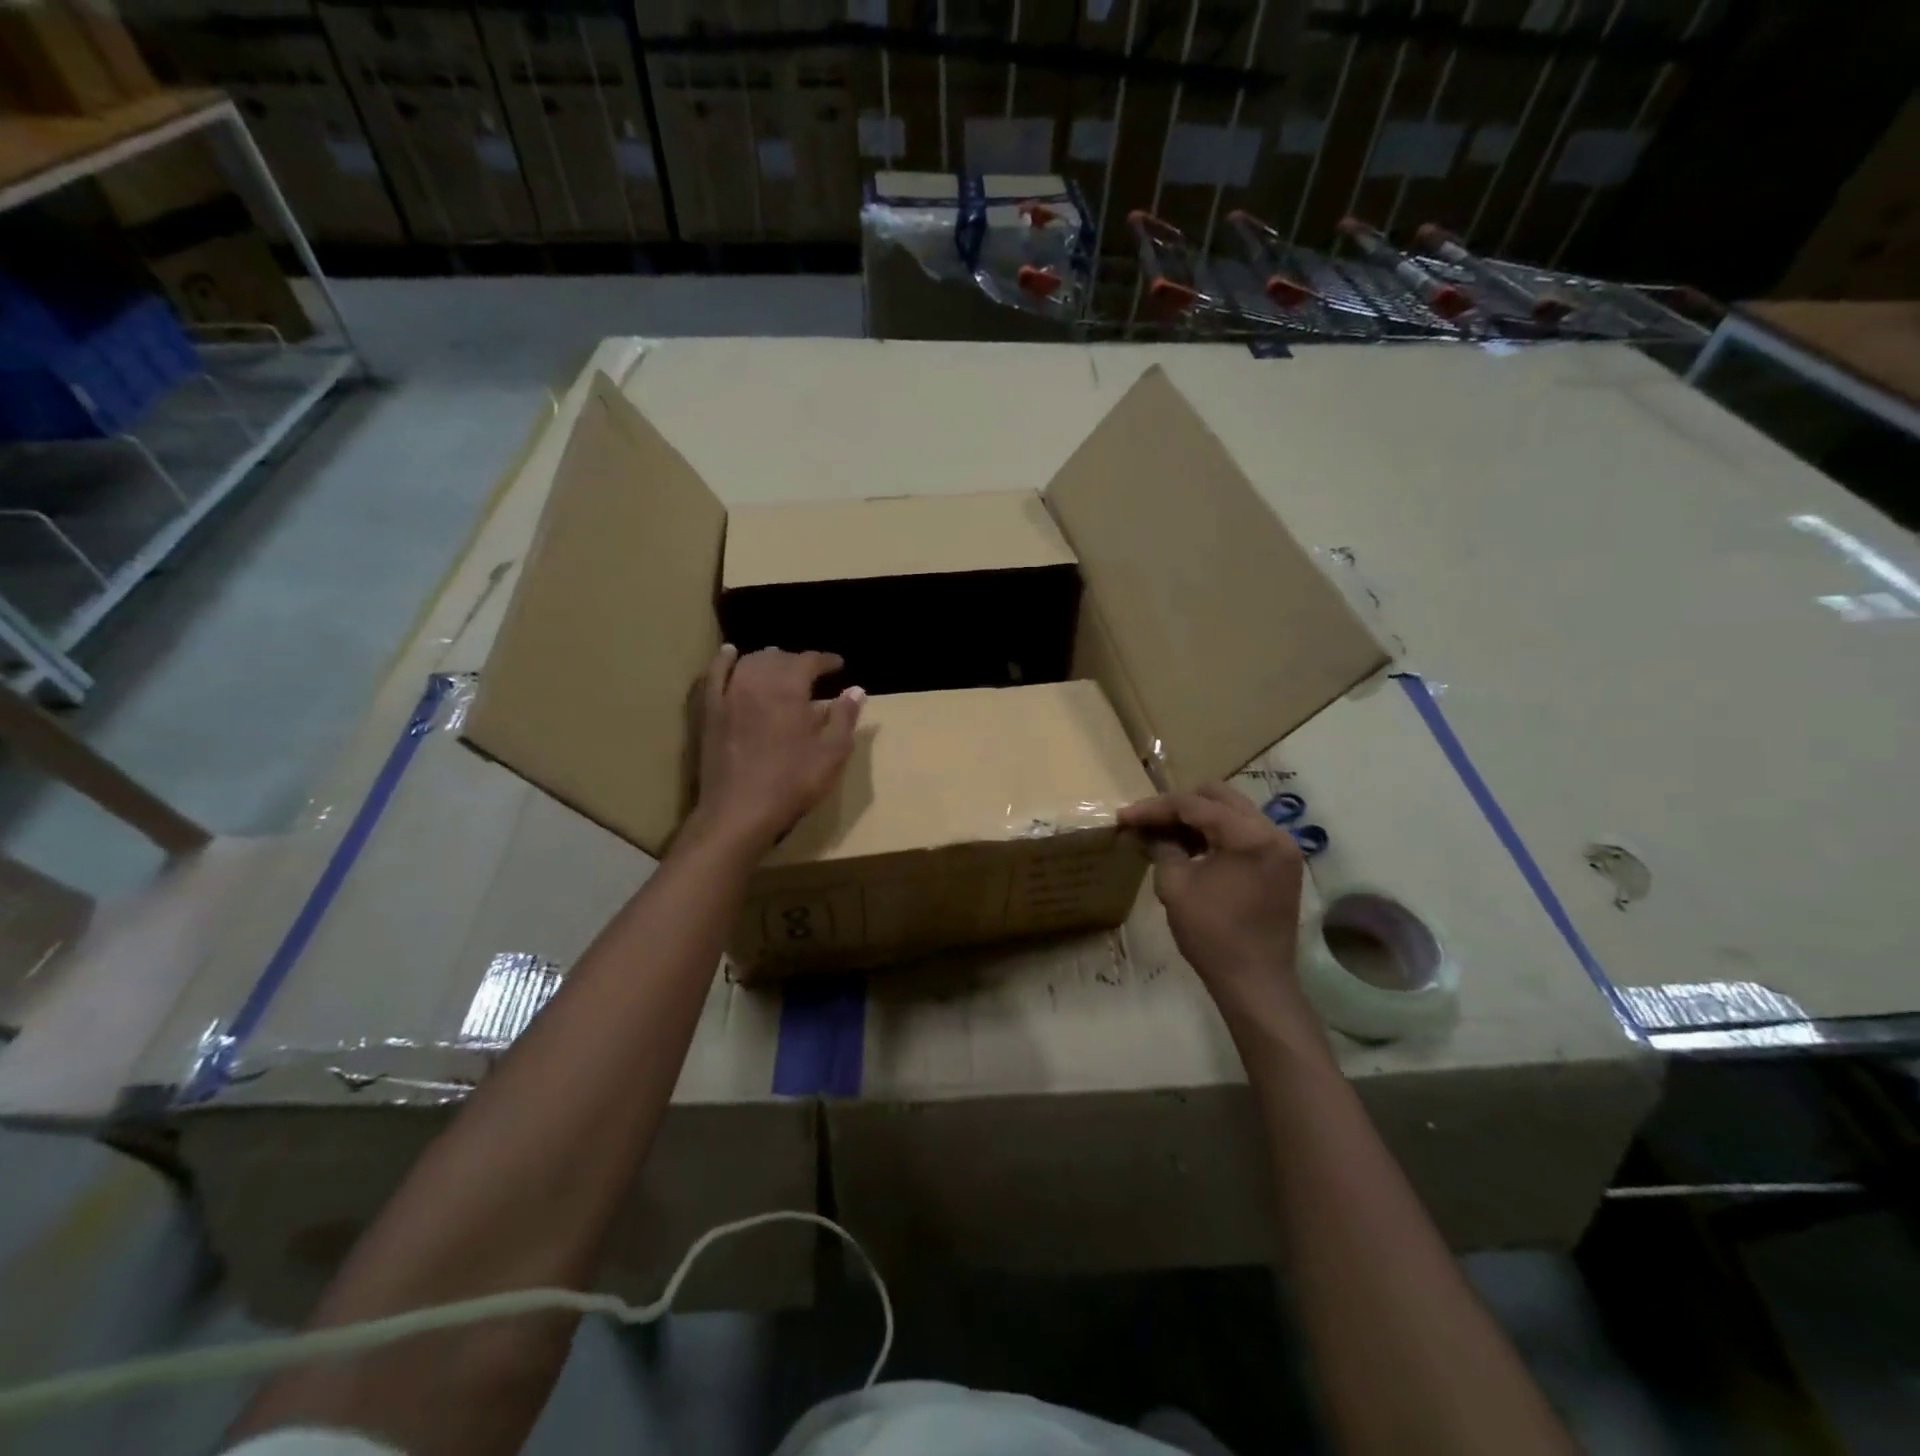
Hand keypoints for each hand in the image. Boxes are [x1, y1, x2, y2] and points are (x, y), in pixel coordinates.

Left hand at [690, 645, 862, 855]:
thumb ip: (845, 718)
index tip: (838, 665)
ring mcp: (728, 695)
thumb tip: (856, 689)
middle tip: (812, 671)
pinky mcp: (709, 712)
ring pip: (748, 663)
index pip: (809, 661)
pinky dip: (723, 661)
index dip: (826, 660)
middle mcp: (756, 682)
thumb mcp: (832, 754)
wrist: (739, 812)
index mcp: (789, 689)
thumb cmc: (792, 783)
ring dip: (767, 659)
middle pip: (778, 658)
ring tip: (780, 664)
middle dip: (797, 661)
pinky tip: (729, 654)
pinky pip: (714, 675)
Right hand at [1119, 784, 1307, 1018]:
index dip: (1154, 809)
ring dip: (1199, 818)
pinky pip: (1246, 832)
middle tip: (1147, 821)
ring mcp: (1282, 848)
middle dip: (1178, 805)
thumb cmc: (1212, 935)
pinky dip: (1218, 833)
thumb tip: (1149, 832)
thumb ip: (1162, 847)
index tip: (1124, 817)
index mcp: (1248, 836)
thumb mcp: (1175, 886)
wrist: (1256, 983)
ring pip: (1233, 812)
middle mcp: (1273, 832)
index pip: (1193, 805)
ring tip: (1166, 834)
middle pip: (1218, 797)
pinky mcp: (1282, 864)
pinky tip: (1193, 848)